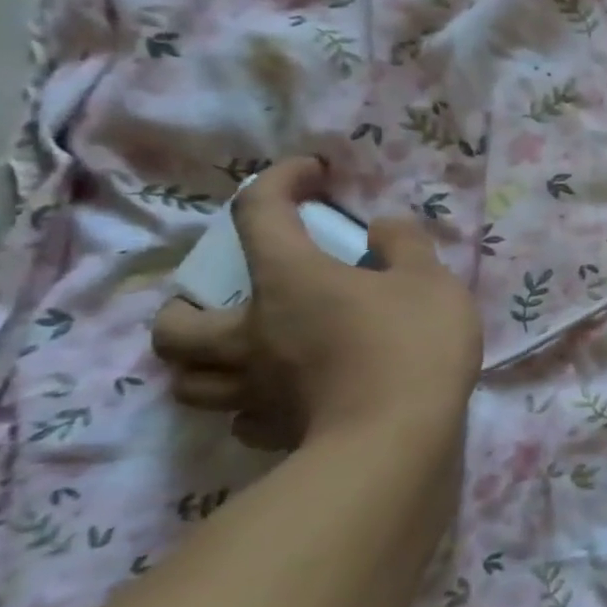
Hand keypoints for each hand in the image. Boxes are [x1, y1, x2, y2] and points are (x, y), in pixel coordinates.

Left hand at [151, 158, 482, 447]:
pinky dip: (252, 402)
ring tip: (243, 351)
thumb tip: (380, 228)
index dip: (279, 181)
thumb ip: (404, 244)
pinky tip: (283, 396)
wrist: (399, 434)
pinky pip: (241, 416)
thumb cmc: (412, 342)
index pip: (258, 213)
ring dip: (204, 361)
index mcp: (288, 280)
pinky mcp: (274, 430)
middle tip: (230, 299)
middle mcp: (253, 332)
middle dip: (188, 304)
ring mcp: (257, 388)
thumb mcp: (430, 278)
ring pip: (191, 379)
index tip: (310, 172)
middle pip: (176, 323)